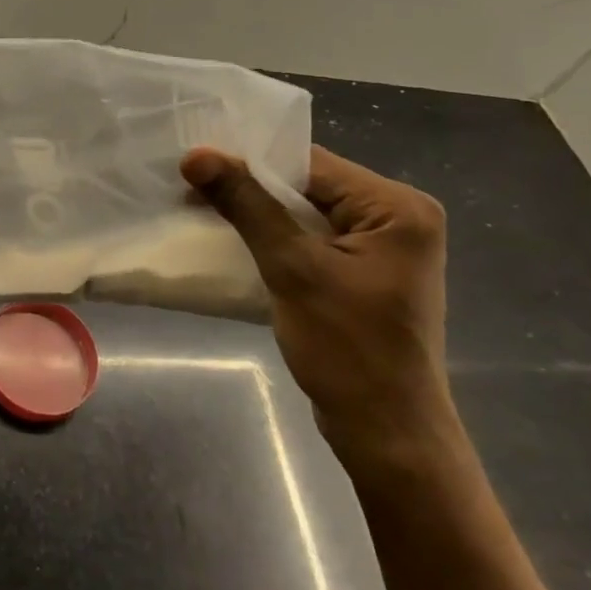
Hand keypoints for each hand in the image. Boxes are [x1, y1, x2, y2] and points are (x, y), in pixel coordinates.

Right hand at [181, 144, 456, 470]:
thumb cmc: (347, 348)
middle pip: (311, 185)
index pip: (311, 164)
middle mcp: (399, 218)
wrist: (387, 433)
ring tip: (203, 208)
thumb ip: (247, 206)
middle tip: (191, 186)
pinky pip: (314, 238)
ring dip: (259, 213)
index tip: (194, 166)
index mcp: (397, 207)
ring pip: (308, 212)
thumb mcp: (292, 269)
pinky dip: (276, 238)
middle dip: (251, 188)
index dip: (250, 162)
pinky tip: (235, 240)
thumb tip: (196, 156)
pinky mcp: (366, 273)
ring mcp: (384, 248)